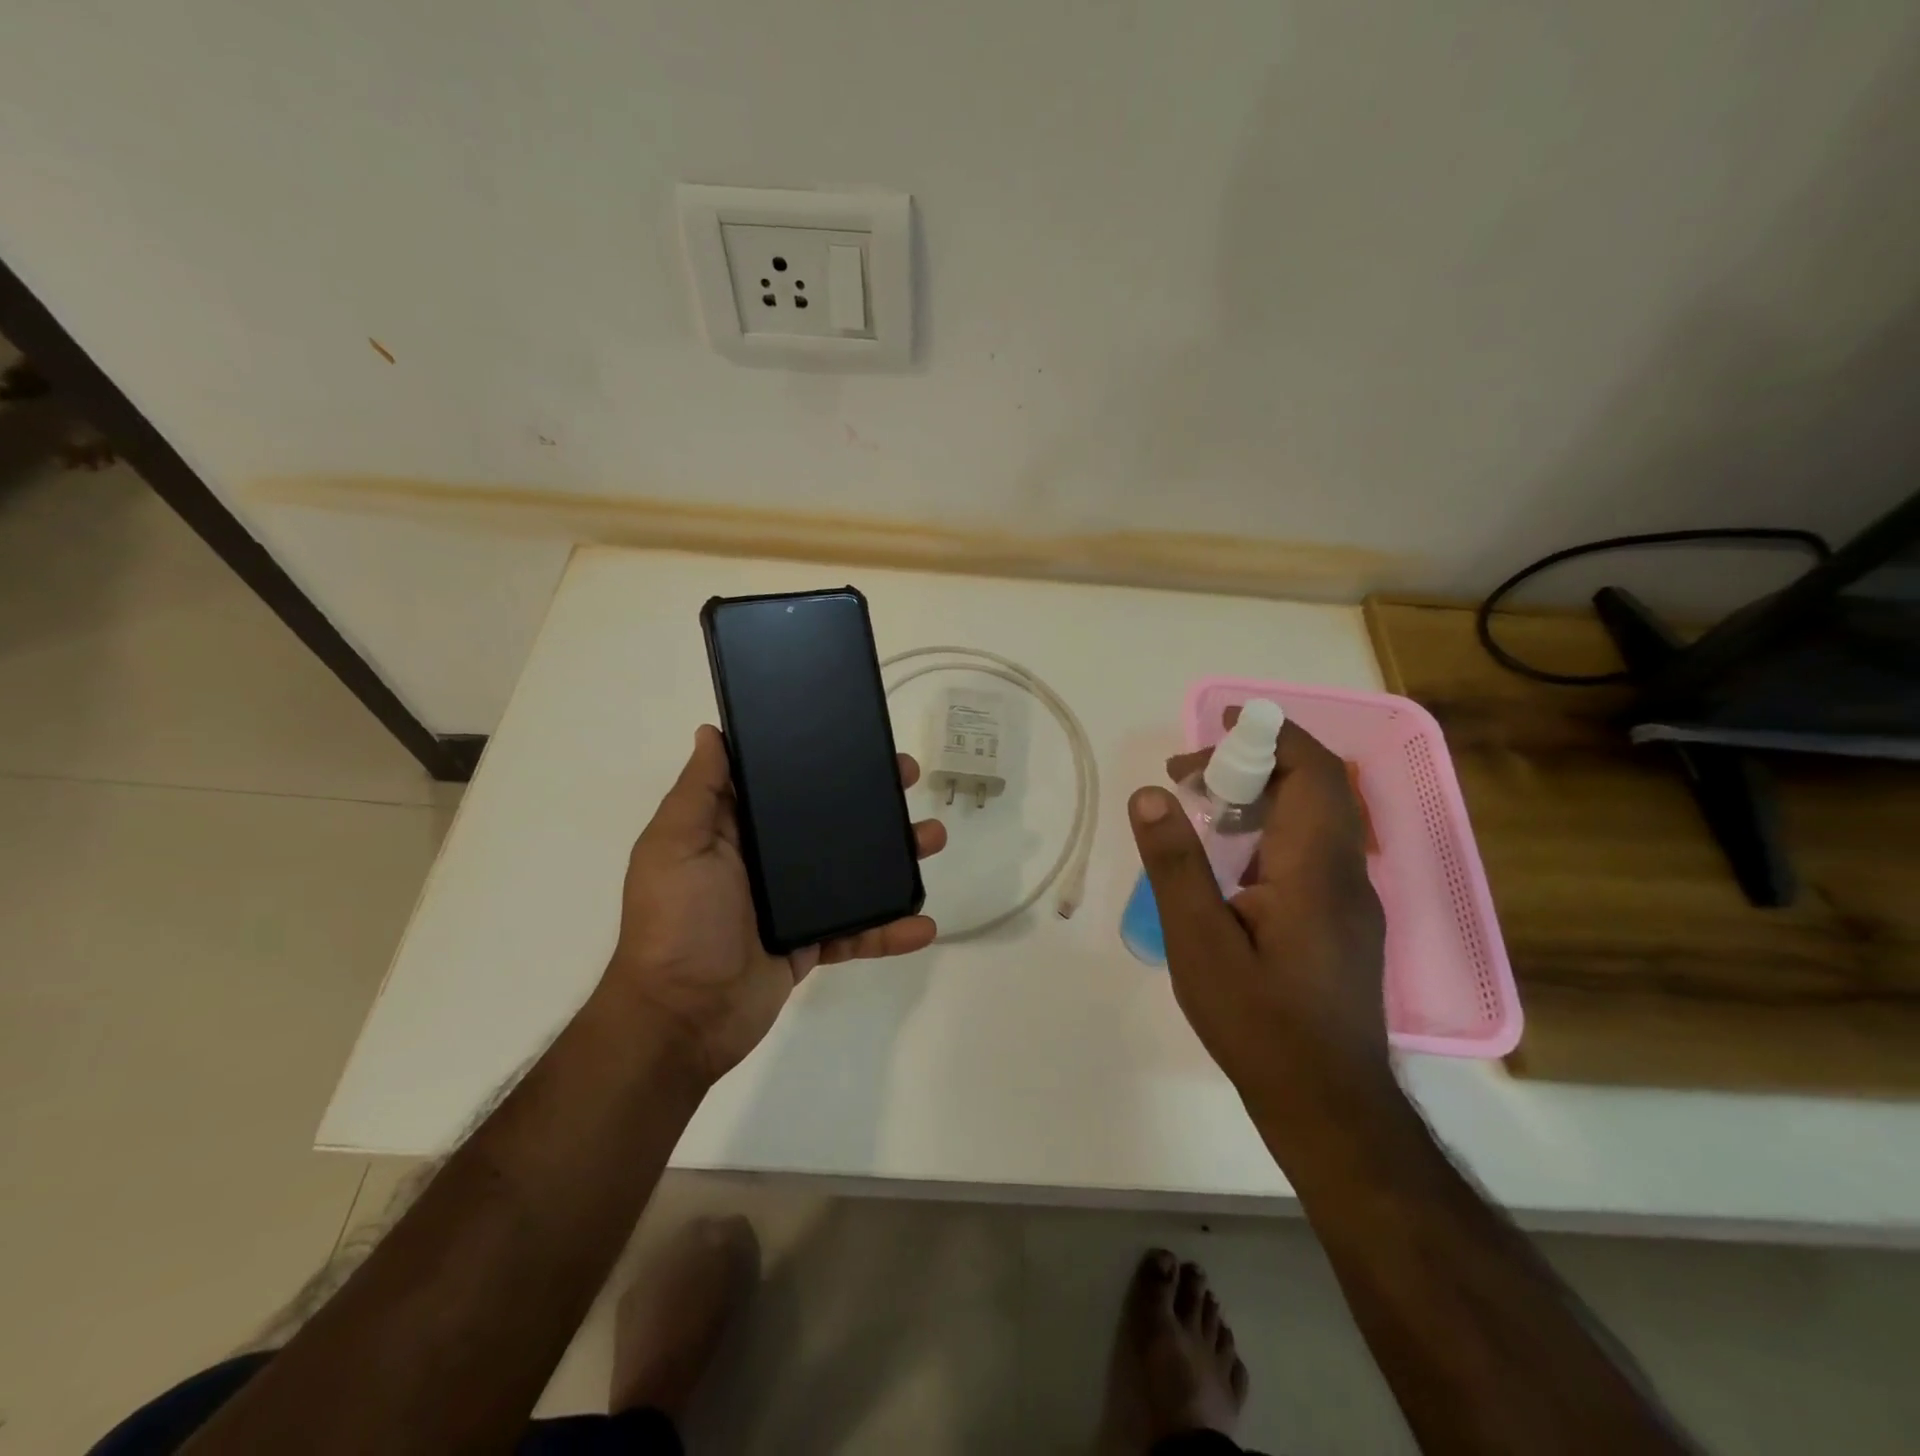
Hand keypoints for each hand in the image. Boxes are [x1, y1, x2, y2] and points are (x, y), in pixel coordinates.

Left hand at [603, 725, 946, 1085]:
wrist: (681, 1018)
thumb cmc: (676, 921)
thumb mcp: (675, 845)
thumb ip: (699, 791)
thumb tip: (712, 732)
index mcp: (736, 831)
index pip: (783, 784)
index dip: (819, 760)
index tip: (857, 740)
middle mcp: (768, 862)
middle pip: (829, 822)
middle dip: (870, 801)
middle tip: (908, 779)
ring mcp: (794, 904)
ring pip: (853, 872)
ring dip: (895, 858)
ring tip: (932, 839)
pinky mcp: (813, 944)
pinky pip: (859, 931)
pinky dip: (891, 930)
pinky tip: (923, 924)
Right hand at [1129, 714, 1388, 1113]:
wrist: (1328, 1107)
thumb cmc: (1260, 1024)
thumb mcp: (1200, 943)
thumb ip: (1175, 864)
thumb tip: (1152, 793)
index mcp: (1316, 868)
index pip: (1311, 771)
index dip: (1267, 737)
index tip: (1213, 735)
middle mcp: (1345, 874)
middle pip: (1315, 788)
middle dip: (1252, 764)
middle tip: (1188, 778)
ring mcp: (1350, 901)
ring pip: (1315, 820)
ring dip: (1260, 797)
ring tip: (1200, 809)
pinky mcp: (1343, 923)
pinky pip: (1311, 852)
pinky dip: (1270, 831)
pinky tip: (1230, 864)